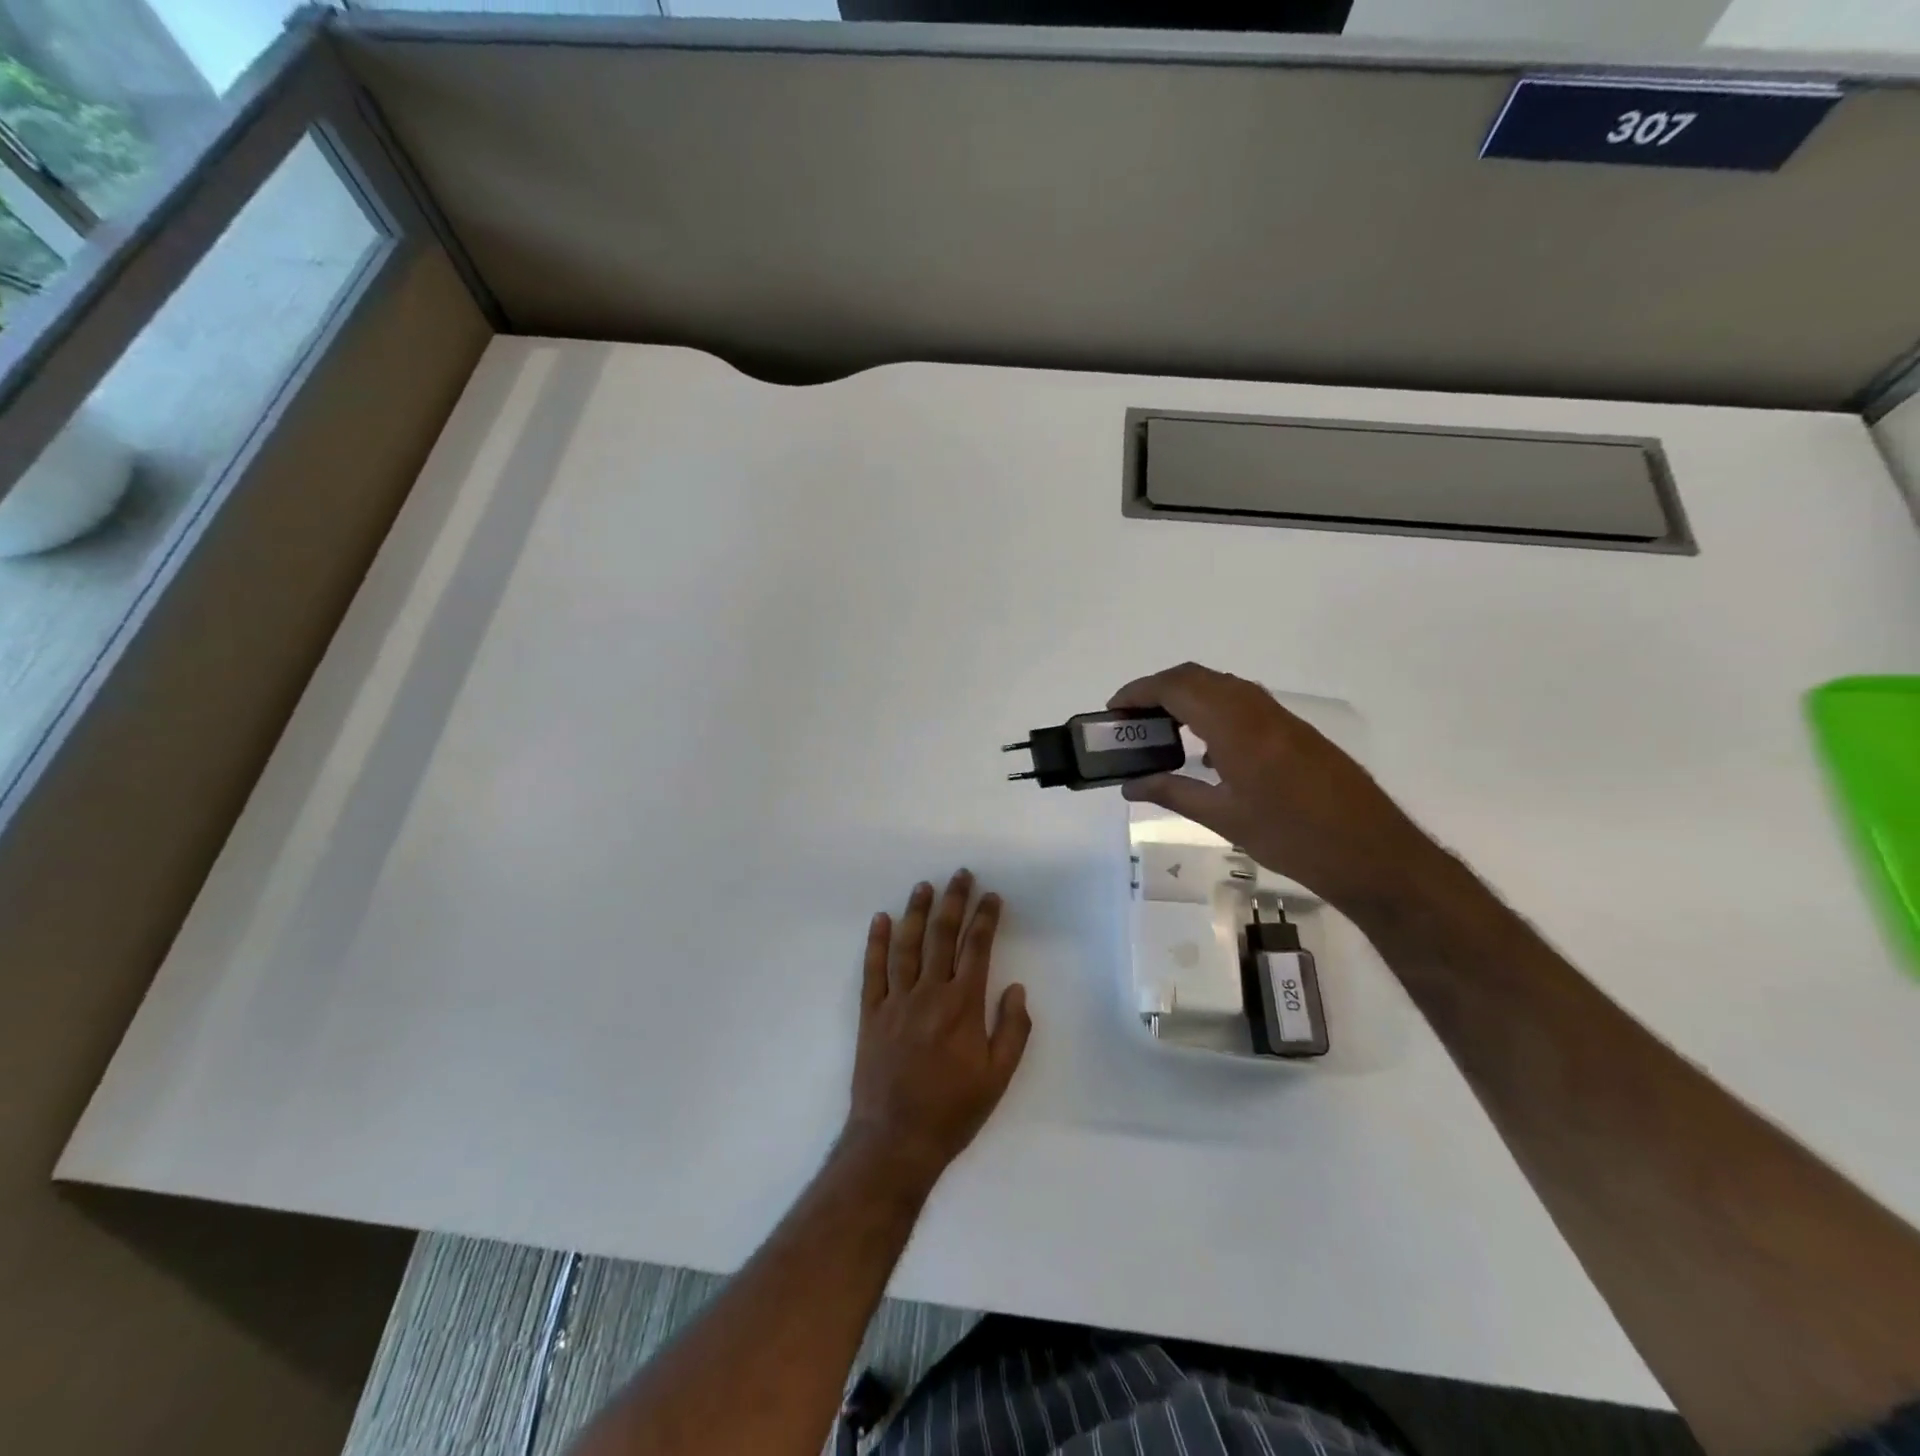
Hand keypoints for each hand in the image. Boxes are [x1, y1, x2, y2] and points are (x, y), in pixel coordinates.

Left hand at [842, 871, 1031, 1192]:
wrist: (896, 1139)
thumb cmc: (953, 1111)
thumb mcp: (998, 1077)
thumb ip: (1012, 1030)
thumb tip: (1016, 988)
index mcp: (963, 1005)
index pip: (976, 948)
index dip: (985, 919)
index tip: (992, 897)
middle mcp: (929, 993)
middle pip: (942, 936)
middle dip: (954, 902)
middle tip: (960, 875)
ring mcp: (896, 1000)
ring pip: (907, 945)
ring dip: (916, 912)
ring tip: (924, 886)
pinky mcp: (871, 1013)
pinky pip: (873, 970)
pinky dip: (877, 943)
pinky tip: (881, 920)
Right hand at [1109, 662, 1433, 910]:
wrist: (1372, 852)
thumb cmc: (1291, 837)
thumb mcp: (1223, 818)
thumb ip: (1172, 793)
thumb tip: (1130, 785)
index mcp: (1236, 726)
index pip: (1177, 688)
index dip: (1139, 691)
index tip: (1112, 709)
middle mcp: (1257, 709)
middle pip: (1197, 677)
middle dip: (1158, 689)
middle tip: (1131, 717)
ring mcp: (1281, 718)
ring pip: (1222, 686)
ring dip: (1187, 696)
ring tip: (1161, 729)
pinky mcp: (1295, 731)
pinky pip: (1243, 702)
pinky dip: (1212, 709)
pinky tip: (1206, 748)